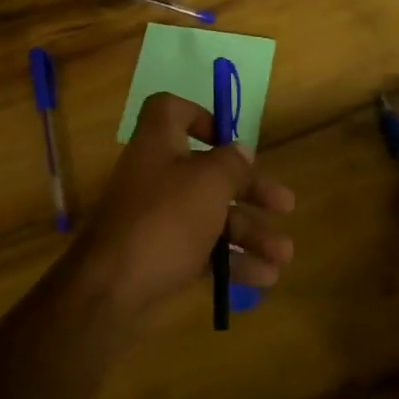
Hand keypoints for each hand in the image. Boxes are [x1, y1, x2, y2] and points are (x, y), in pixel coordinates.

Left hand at [72, 93, 295, 315]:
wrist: (112, 288)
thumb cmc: (165, 220)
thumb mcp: (208, 183)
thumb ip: (230, 164)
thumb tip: (240, 151)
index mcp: (158, 145)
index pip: (170, 110)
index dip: (200, 116)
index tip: (229, 139)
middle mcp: (156, 176)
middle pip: (208, 172)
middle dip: (251, 190)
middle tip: (286, 205)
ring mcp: (156, 218)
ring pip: (211, 216)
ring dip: (250, 233)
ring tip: (284, 256)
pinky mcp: (160, 254)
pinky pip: (202, 249)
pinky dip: (232, 260)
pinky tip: (264, 278)